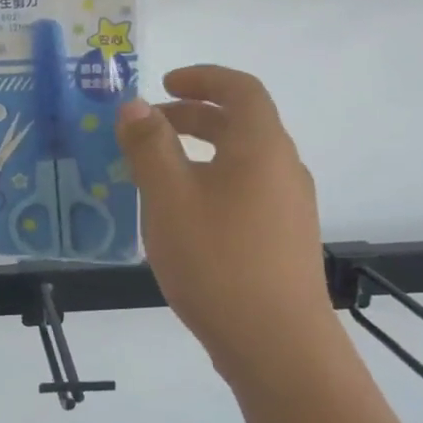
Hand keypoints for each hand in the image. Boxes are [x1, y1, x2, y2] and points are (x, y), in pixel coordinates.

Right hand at [115, 66, 338, 388]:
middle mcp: (282, 169)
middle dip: (191, 117)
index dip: (202, 78)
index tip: (163, 84)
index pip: (240, 89)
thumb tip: (135, 106)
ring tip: (154, 175)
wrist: (276, 344)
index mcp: (261, 147)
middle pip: (240, 124)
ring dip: (198, 154)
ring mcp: (287, 208)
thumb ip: (149, 147)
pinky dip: (210, 185)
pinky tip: (180, 219)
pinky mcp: (282, 241)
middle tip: (146, 129)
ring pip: (240, 162)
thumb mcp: (169, 198)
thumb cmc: (217, 259)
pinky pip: (243, 193)